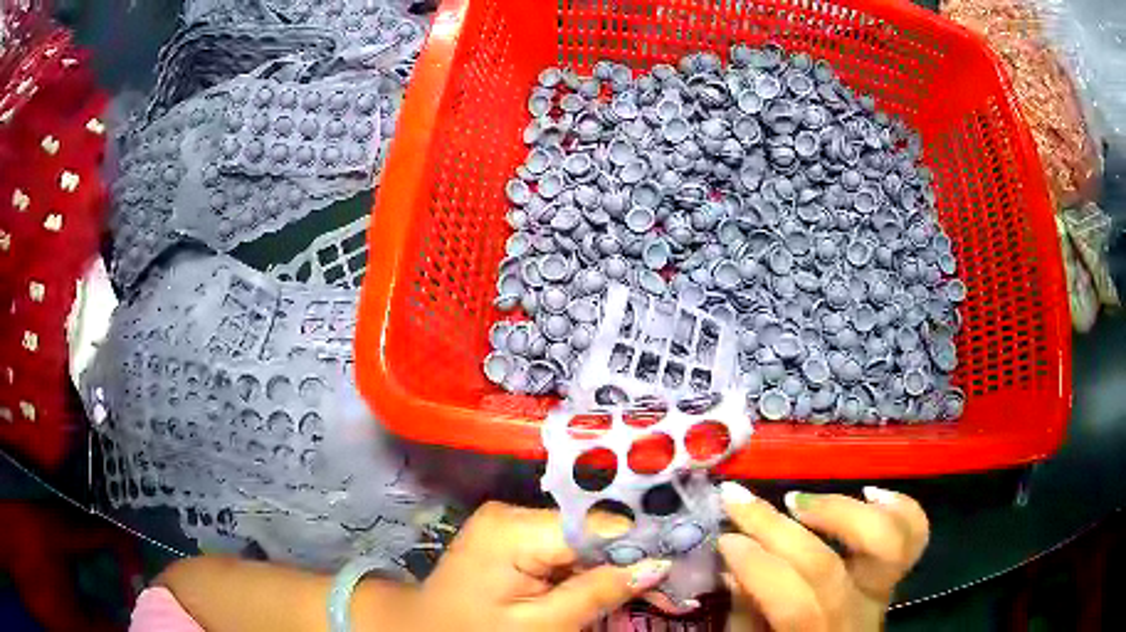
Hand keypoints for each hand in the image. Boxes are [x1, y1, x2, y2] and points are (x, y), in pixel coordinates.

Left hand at [409, 501, 672, 631]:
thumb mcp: (541, 627)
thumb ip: (598, 593)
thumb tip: (658, 564)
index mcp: (513, 529)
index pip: (597, 525)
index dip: (643, 544)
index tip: (683, 562)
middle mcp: (513, 514)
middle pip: (592, 533)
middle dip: (634, 561)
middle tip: (676, 589)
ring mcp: (512, 525)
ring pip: (584, 543)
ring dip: (618, 569)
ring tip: (660, 592)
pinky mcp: (514, 539)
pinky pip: (565, 551)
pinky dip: (593, 572)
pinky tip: (621, 587)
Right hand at [718, 484, 929, 631]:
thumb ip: (746, 614)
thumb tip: (735, 565)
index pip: (796, 604)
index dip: (758, 567)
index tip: (725, 538)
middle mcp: (859, 615)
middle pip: (829, 567)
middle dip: (777, 530)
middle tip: (741, 501)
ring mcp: (885, 590)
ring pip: (887, 541)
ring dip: (839, 511)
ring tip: (798, 500)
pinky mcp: (897, 573)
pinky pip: (915, 535)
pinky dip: (898, 506)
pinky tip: (868, 492)